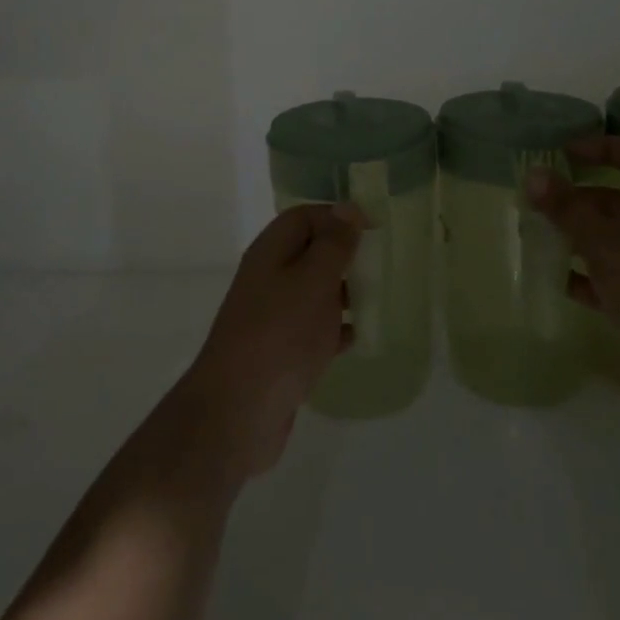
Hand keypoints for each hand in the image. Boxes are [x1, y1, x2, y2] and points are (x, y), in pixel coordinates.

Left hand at [170, 203, 362, 479]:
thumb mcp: (313, 279)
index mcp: (271, 252)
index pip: (304, 217)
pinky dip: (335, 328)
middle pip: (309, 253)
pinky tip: (358, 337)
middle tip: (380, 264)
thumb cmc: (281, 334)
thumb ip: (333, 244)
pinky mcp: (280, 352)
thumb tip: (347, 209)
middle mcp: (268, 278)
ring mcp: (272, 317)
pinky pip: (313, 329)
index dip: (338, 216)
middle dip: (344, 255)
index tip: (373, 229)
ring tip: (377, 298)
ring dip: (343, 292)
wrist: (239, 410)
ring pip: (313, 292)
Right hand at [527, 135, 619, 409]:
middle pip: (613, 198)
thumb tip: (533, 174)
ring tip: (534, 236)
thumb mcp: (604, 242)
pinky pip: (607, 275)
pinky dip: (583, 274)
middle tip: (534, 202)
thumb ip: (567, 208)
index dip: (602, 147)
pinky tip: (553, 277)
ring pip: (607, 238)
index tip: (566, 155)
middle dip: (574, 199)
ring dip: (573, 236)